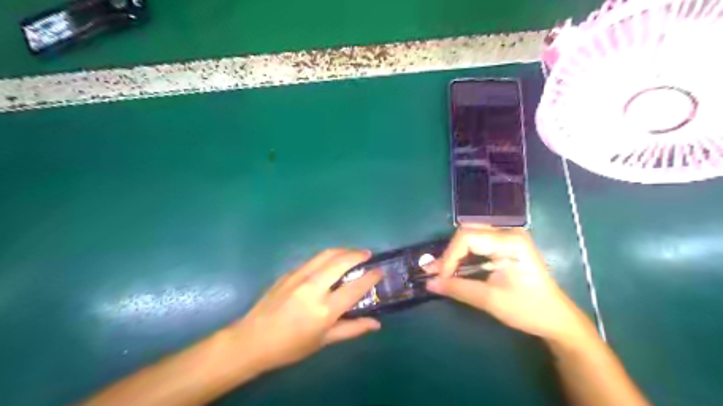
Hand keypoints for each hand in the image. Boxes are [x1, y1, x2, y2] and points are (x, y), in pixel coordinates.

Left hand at [231, 249, 380, 375]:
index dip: (371, 277)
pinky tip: (330, 262)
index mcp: (324, 309)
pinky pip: (314, 260)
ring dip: (343, 250)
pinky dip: (328, 256)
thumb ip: (352, 329)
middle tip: (368, 255)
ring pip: (326, 254)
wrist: (252, 339)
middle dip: (358, 254)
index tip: (379, 271)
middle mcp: (313, 287)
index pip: (355, 287)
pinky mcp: (289, 272)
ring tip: (353, 253)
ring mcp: (299, 276)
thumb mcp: (323, 341)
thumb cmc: (290, 346)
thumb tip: (376, 324)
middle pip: (341, 261)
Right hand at [425, 229, 594, 341]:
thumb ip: (457, 288)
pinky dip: (463, 257)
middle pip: (467, 233)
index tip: (440, 277)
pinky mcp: (505, 247)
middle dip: (449, 254)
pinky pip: (477, 245)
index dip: (449, 256)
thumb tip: (429, 283)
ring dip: (454, 255)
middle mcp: (508, 233)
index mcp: (510, 241)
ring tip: (438, 271)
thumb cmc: (528, 309)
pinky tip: (452, 269)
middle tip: (434, 272)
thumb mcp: (490, 299)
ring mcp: (507, 238)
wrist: (557, 320)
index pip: (468, 238)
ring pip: (470, 238)